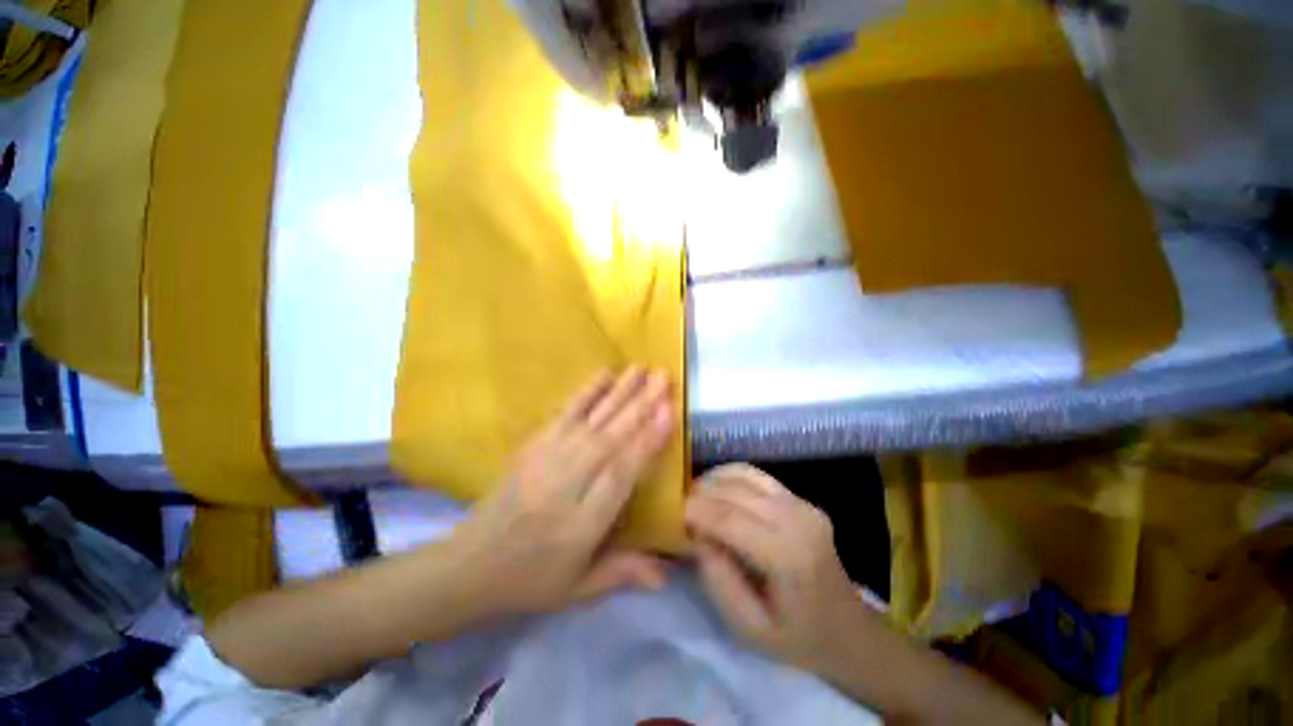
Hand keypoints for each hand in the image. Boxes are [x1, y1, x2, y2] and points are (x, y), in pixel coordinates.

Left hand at [454, 368, 674, 615]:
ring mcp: (546, 459)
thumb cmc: (532, 579)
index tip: (667, 411)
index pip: (619, 474)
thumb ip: (623, 573)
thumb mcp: (579, 589)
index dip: (645, 442)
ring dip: (619, 392)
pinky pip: (564, 413)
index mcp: (580, 523)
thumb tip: (668, 575)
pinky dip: (586, 392)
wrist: (470, 564)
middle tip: (663, 376)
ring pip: (591, 421)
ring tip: (642, 369)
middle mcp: (565, 484)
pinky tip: (604, 374)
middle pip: (609, 438)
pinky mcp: (533, 445)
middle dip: (639, 405)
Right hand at [685, 464, 872, 674]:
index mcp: (790, 556)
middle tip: (679, 509)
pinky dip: (730, 476)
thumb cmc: (797, 639)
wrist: (848, 631)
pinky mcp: (801, 499)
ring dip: (713, 481)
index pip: (730, 519)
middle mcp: (798, 519)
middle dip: (700, 494)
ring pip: (744, 474)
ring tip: (695, 498)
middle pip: (735, 491)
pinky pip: (757, 475)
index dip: (696, 511)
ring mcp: (803, 504)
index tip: (671, 513)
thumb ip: (718, 579)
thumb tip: (696, 534)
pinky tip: (717, 490)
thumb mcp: (748, 628)